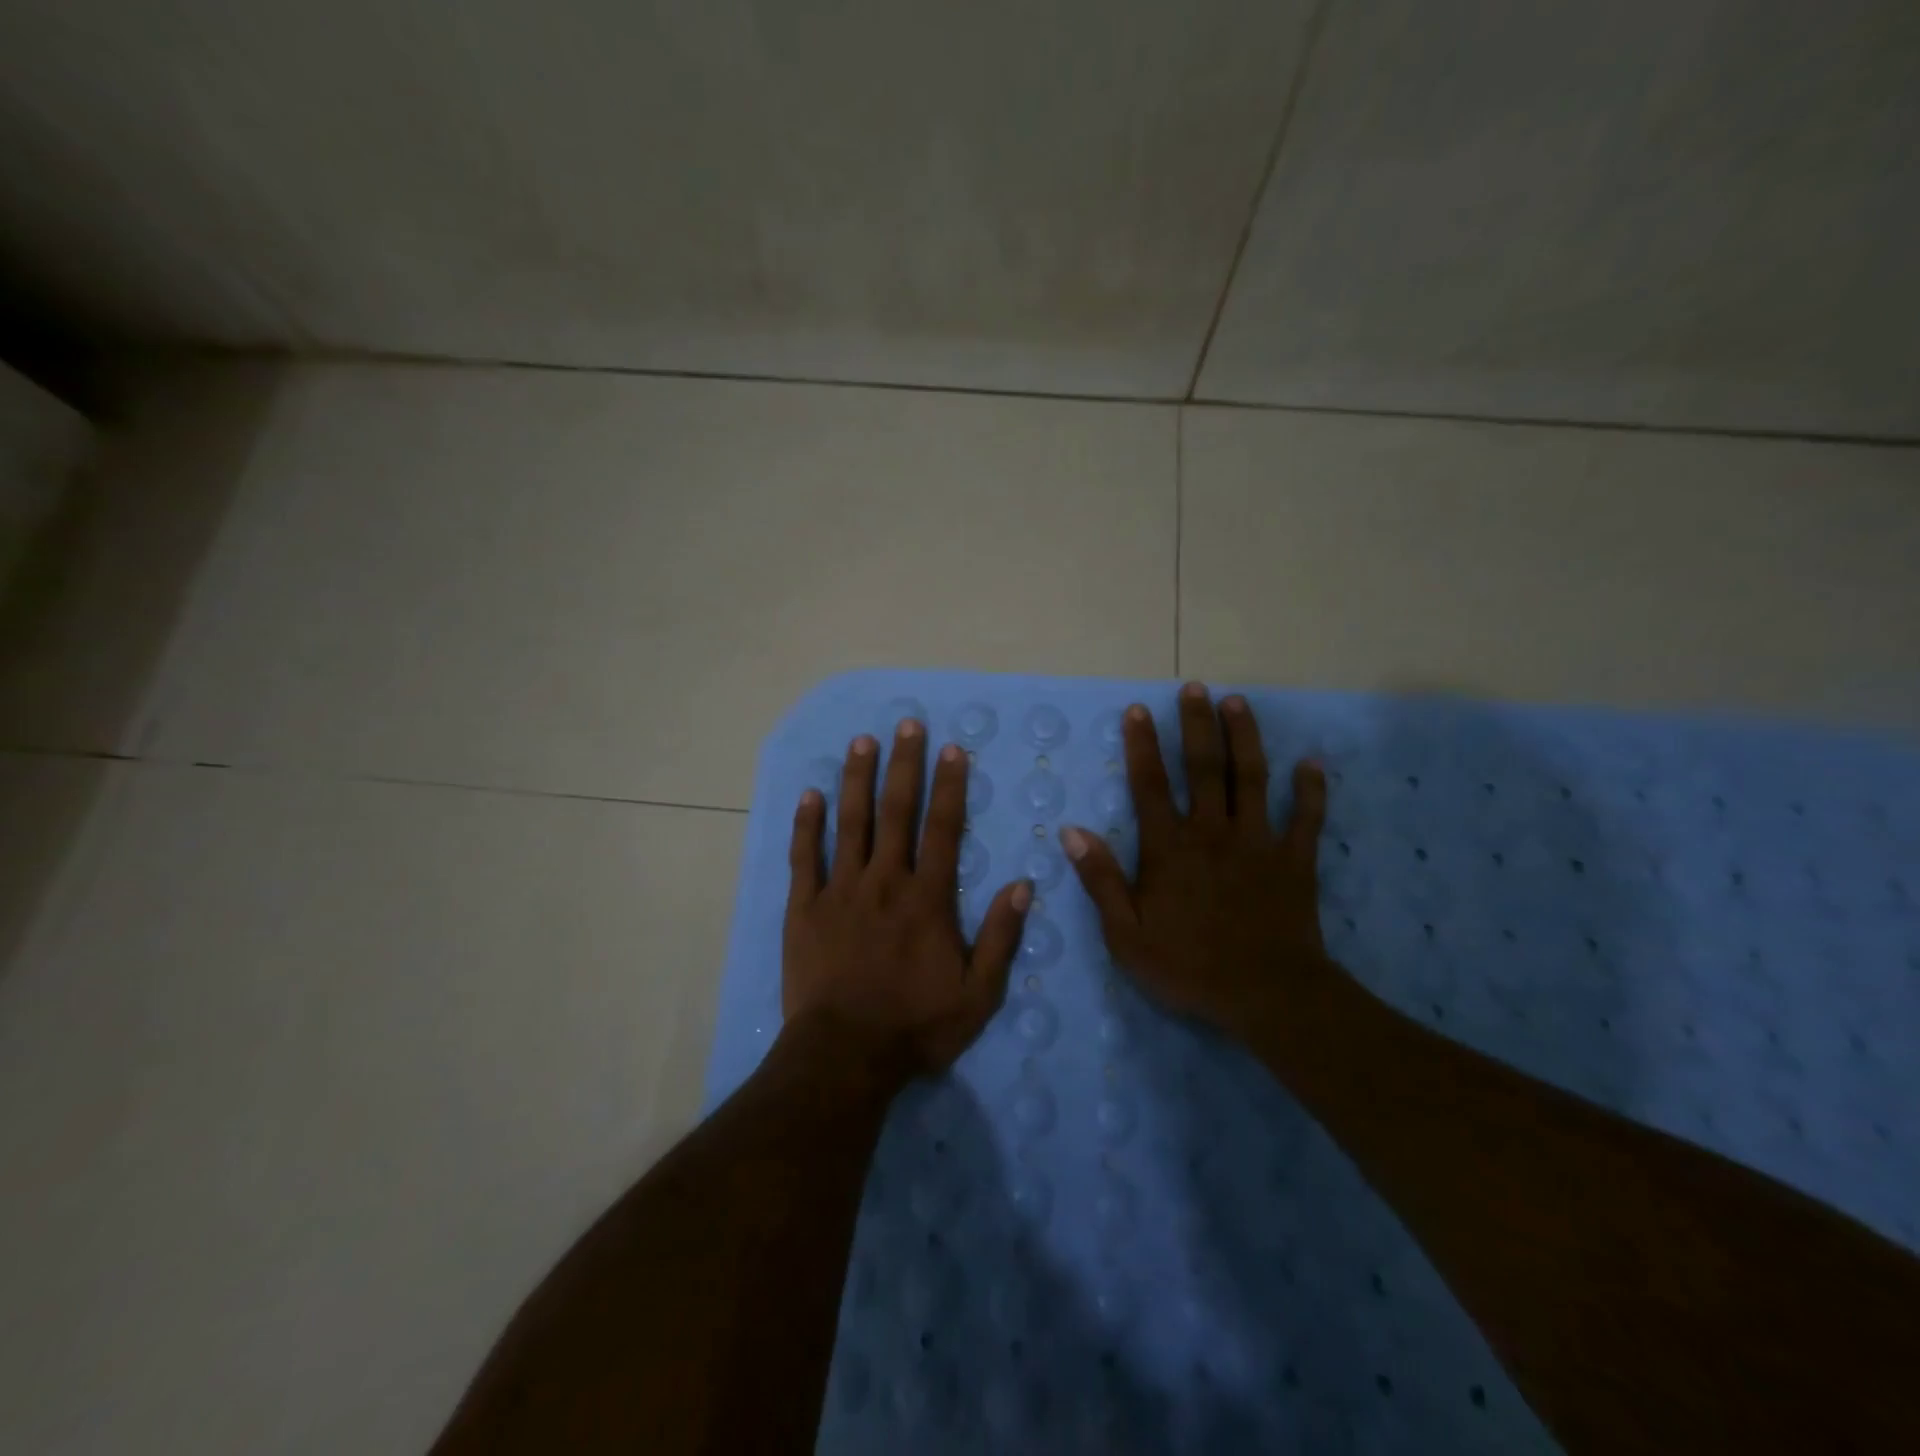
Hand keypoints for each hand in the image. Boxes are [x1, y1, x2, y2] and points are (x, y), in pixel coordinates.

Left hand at [784, 720, 1031, 1082]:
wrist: (844, 1055)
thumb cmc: (915, 1026)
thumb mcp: (978, 994)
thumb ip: (1001, 937)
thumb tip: (1023, 884)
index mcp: (927, 898)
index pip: (943, 828)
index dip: (949, 786)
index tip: (951, 749)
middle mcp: (884, 881)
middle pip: (896, 812)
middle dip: (903, 765)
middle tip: (907, 724)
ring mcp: (840, 890)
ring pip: (850, 823)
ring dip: (856, 779)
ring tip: (861, 741)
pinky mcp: (803, 907)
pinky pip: (803, 857)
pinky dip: (806, 824)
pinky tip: (809, 794)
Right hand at [1061, 682, 1334, 1038]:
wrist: (1267, 996)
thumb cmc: (1189, 967)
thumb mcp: (1125, 934)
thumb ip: (1100, 880)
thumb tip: (1072, 831)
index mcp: (1169, 848)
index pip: (1150, 784)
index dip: (1142, 745)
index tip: (1138, 709)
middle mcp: (1212, 832)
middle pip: (1204, 767)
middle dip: (1197, 724)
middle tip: (1195, 687)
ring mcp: (1258, 842)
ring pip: (1252, 778)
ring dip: (1245, 738)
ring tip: (1238, 703)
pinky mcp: (1295, 860)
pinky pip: (1306, 817)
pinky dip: (1311, 789)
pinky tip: (1312, 763)